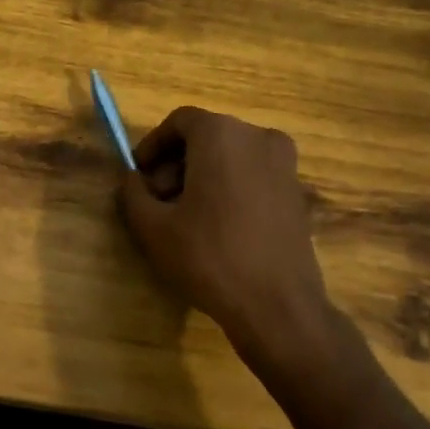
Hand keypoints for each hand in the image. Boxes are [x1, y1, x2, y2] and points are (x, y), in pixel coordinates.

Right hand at [117, 106, 334, 356]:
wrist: (279, 307)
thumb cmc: (210, 258)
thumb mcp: (153, 228)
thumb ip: (132, 193)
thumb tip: (132, 179)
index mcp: (222, 134)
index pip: (179, 122)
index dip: (152, 146)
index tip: (138, 176)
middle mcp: (257, 136)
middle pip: (205, 137)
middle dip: (176, 164)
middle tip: (158, 201)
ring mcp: (283, 163)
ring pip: (230, 156)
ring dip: (202, 177)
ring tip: (184, 218)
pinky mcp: (297, 191)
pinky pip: (252, 174)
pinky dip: (230, 187)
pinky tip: (217, 227)